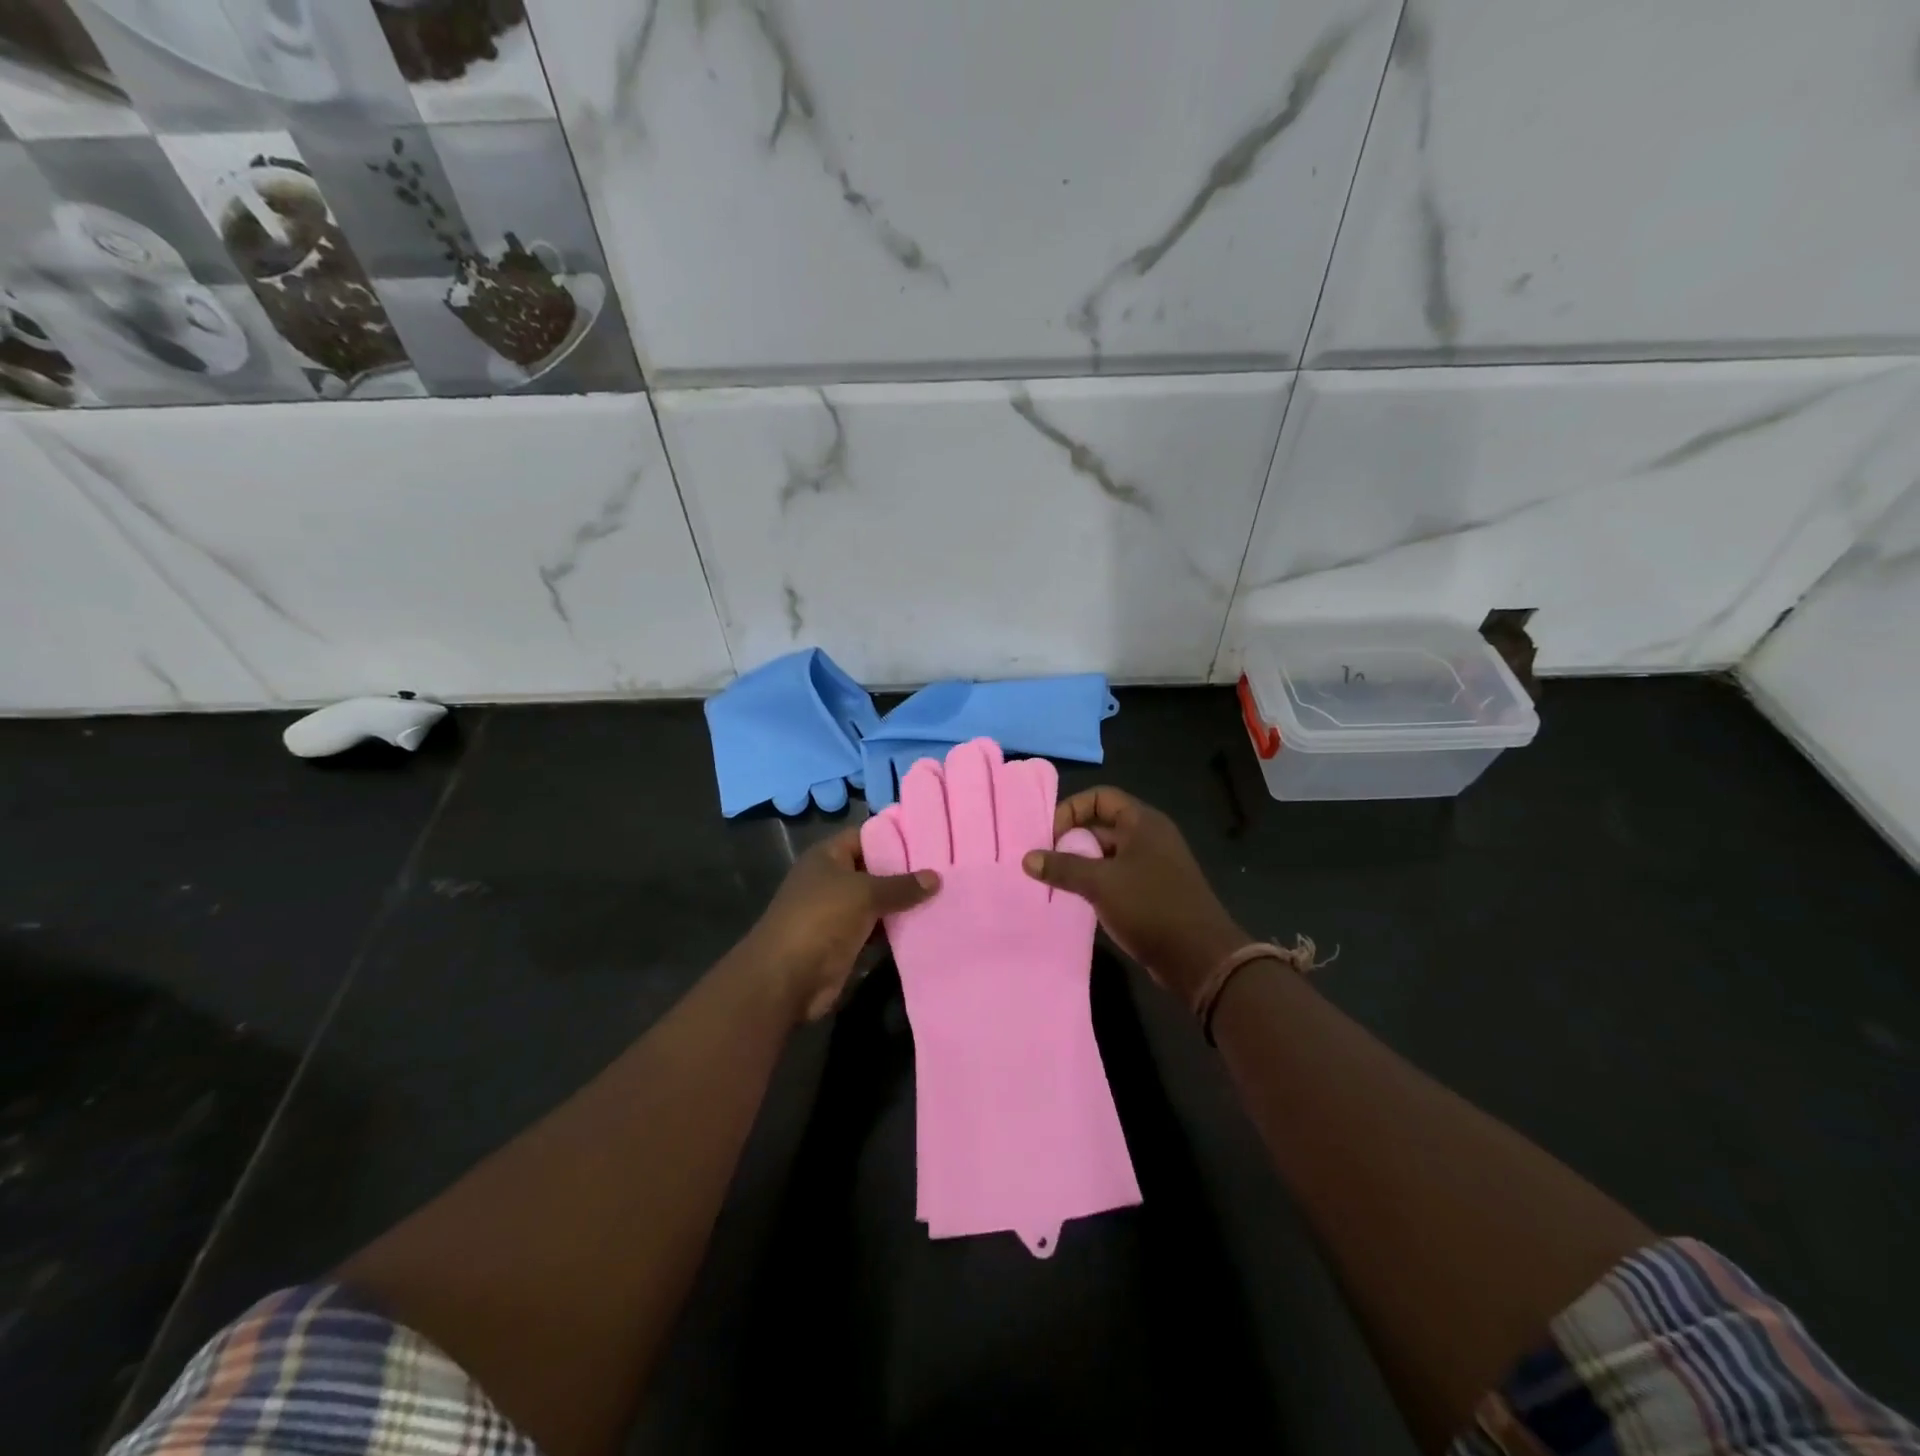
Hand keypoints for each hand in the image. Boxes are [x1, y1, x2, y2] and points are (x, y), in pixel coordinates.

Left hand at [743, 825, 938, 1022]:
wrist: (786, 978)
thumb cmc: (821, 919)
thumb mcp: (864, 893)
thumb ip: (901, 885)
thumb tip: (936, 877)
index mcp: (828, 856)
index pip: (866, 835)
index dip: (895, 835)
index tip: (931, 837)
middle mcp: (832, 879)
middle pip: (874, 869)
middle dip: (906, 871)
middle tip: (946, 868)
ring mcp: (838, 912)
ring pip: (878, 901)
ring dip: (904, 903)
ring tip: (945, 894)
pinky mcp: (845, 941)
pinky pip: (877, 928)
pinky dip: (897, 928)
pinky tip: (928, 925)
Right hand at [1022, 787, 1246, 1005]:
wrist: (1199, 957)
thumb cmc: (1150, 906)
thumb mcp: (1100, 883)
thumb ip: (1062, 867)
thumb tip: (1027, 858)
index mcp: (1143, 822)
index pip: (1100, 797)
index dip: (1072, 810)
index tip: (1050, 836)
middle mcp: (1150, 837)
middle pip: (1102, 824)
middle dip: (1072, 839)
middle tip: (1046, 861)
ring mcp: (1153, 865)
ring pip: (1108, 853)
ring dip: (1082, 863)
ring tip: (1056, 882)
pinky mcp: (1153, 891)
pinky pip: (1117, 876)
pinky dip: (1096, 882)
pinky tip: (1078, 900)